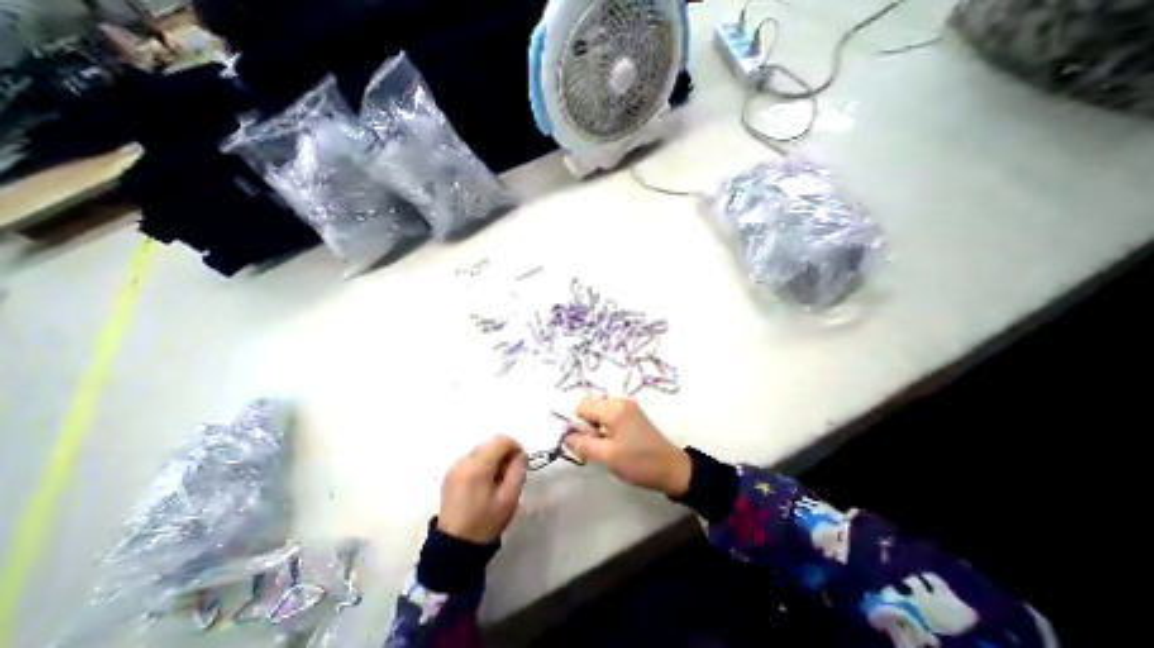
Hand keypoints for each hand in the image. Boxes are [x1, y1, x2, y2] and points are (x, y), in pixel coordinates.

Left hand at [438, 432, 525, 544]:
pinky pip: (473, 459)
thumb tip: (520, 455)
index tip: (520, 465)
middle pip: (491, 444)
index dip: (515, 447)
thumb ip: (518, 471)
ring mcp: (454, 467)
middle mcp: (463, 462)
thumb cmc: (485, 524)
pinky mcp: (450, 474)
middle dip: (505, 455)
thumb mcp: (509, 499)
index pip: (501, 441)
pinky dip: (483, 465)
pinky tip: (485, 485)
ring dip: (494, 460)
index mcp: (477, 467)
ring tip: (497, 482)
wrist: (453, 549)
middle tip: (510, 476)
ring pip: (482, 450)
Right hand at [564, 395, 687, 495]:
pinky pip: (609, 414)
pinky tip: (615, 442)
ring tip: (607, 447)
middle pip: (590, 406)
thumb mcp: (607, 456)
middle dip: (587, 425)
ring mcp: (627, 405)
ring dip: (596, 427)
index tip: (588, 442)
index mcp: (613, 408)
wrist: (671, 468)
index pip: (582, 406)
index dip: (578, 425)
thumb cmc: (639, 462)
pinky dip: (606, 427)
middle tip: (598, 446)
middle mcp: (619, 400)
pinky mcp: (632, 413)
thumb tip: (566, 437)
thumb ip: (583, 445)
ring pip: (598, 411)